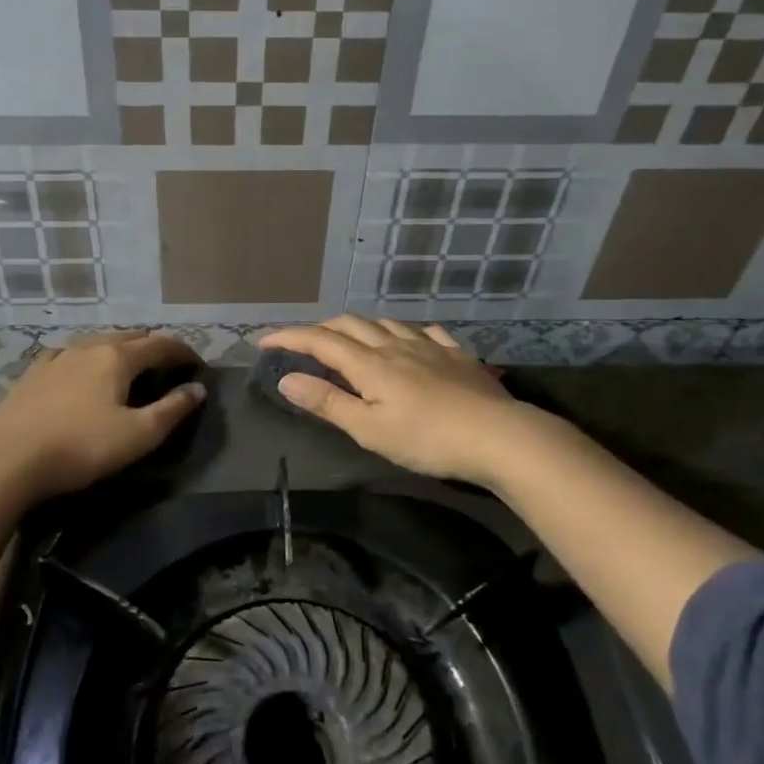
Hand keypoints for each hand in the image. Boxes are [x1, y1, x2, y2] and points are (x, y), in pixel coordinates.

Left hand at [0, 331, 204, 502]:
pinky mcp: (33, 374)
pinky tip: (80, 368)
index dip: (183, 352)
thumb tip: (197, 389)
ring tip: (129, 365)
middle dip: (153, 347)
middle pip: (129, 337)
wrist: (9, 460)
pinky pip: (69, 354)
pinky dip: (87, 357)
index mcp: (117, 357)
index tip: (197, 364)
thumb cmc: (82, 447)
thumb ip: (172, 410)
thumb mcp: (138, 435)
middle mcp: (88, 347)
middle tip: (167, 365)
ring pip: (97, 342)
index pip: (160, 345)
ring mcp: (57, 357)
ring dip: (120, 349)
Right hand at [259, 317, 534, 485]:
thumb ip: (328, 402)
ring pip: (387, 323)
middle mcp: (395, 345)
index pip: (320, 341)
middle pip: (351, 324)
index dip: (290, 338)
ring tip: (352, 339)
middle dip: (321, 328)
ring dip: (361, 326)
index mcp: (370, 364)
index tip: (264, 341)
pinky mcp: (457, 355)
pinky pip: (425, 332)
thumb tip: (287, 379)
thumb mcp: (369, 429)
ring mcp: (430, 346)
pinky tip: (411, 340)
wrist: (499, 436)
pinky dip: (405, 332)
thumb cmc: (427, 440)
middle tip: (304, 343)